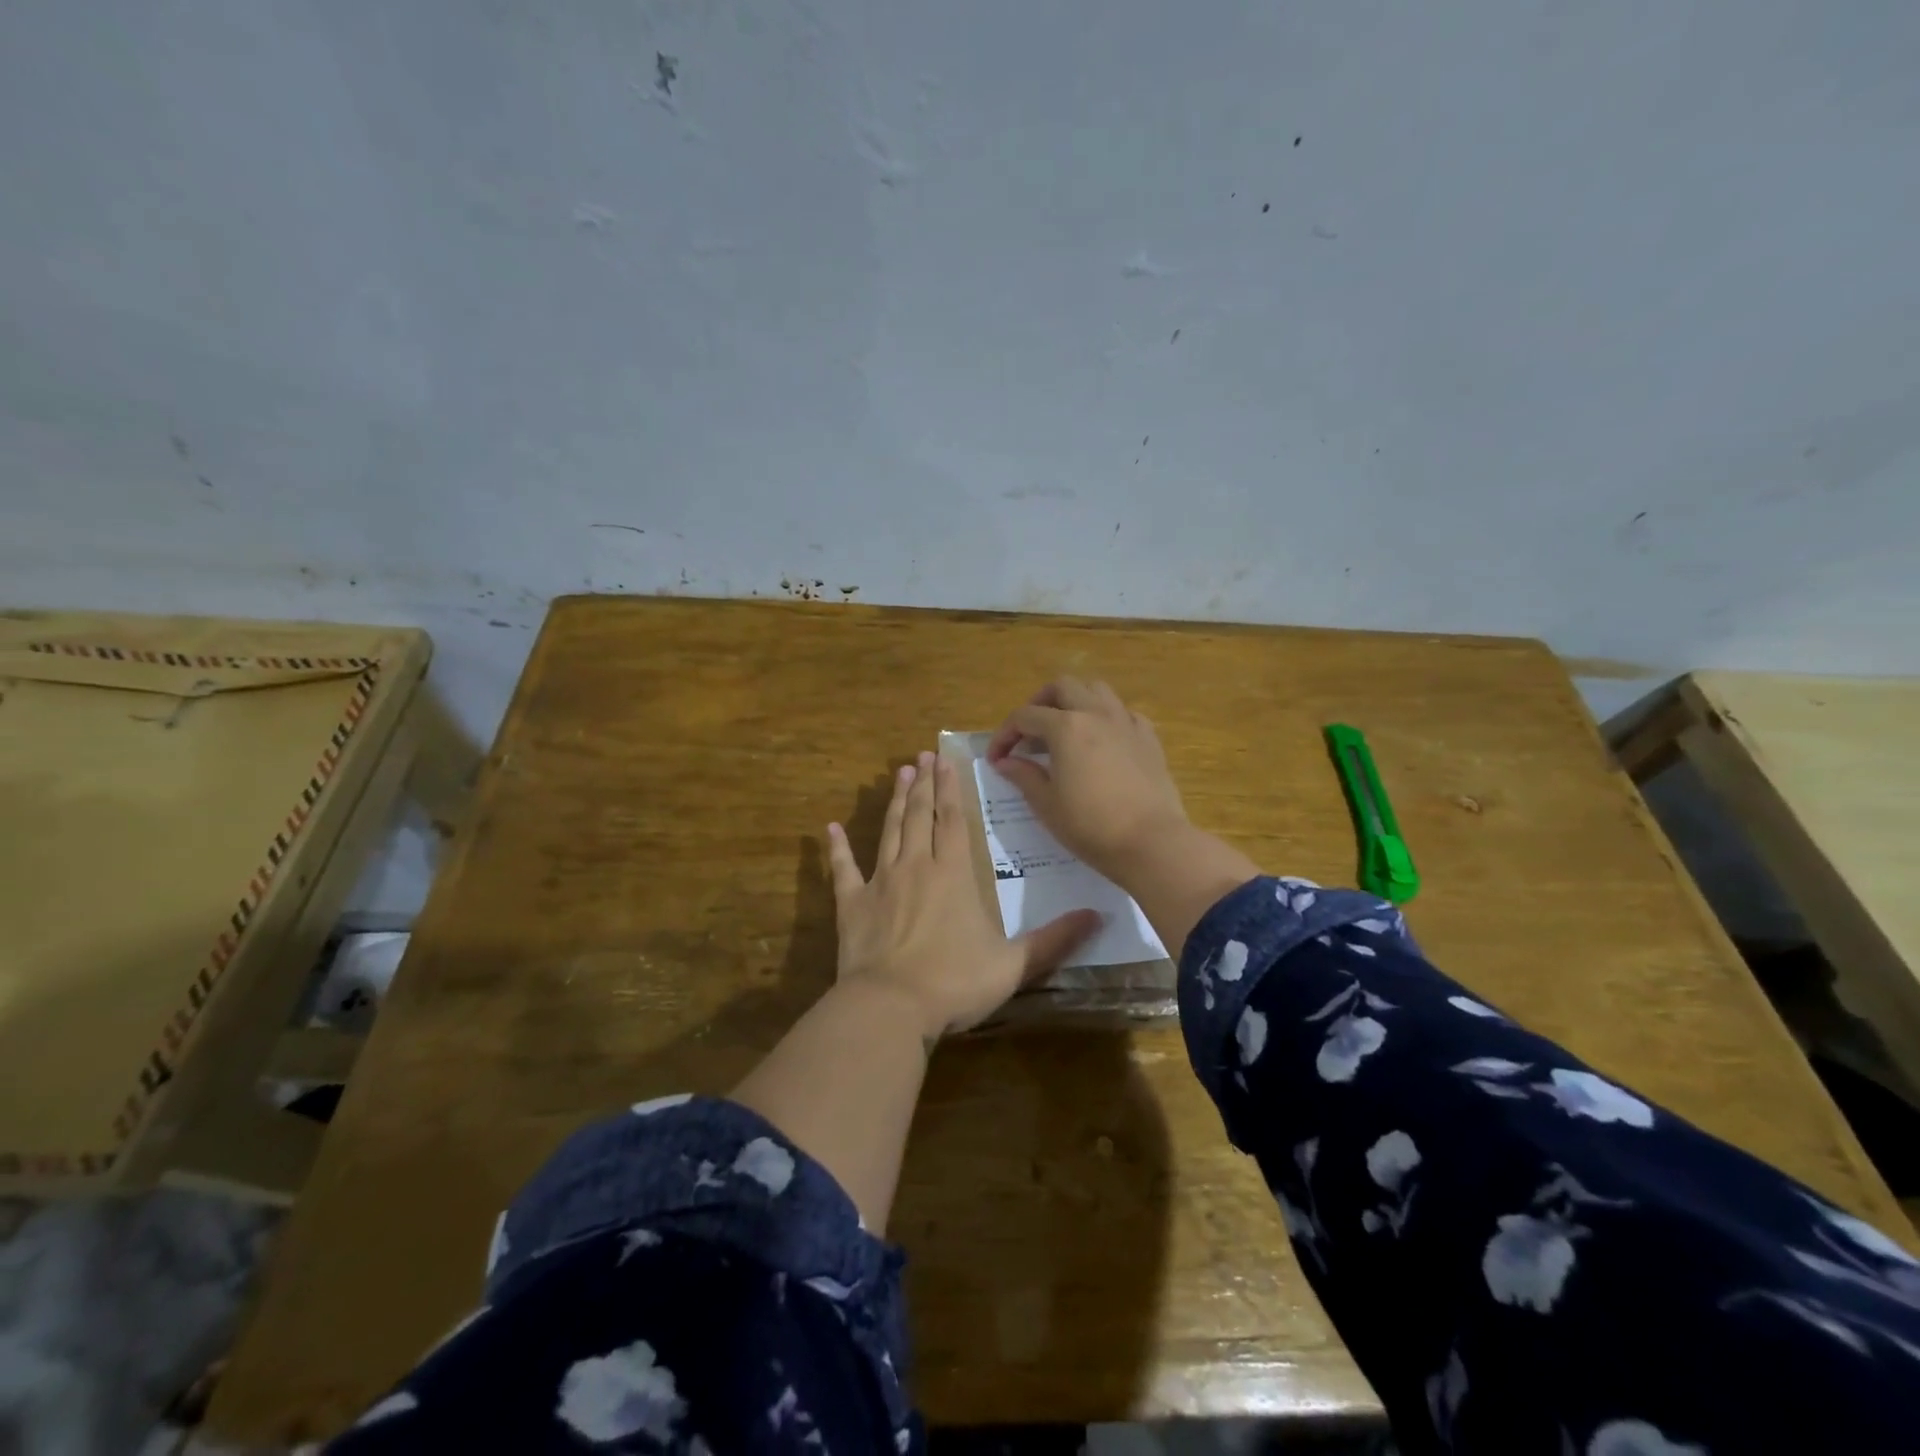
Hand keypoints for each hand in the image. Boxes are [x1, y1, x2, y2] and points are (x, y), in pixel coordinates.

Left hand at [826, 751, 1099, 1039]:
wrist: (891, 1006)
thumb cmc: (955, 983)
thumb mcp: (1014, 964)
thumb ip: (1055, 939)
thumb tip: (1098, 915)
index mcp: (953, 874)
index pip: (953, 819)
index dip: (950, 788)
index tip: (946, 760)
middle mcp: (916, 866)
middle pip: (920, 815)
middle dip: (923, 783)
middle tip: (921, 756)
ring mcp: (881, 882)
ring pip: (889, 831)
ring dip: (895, 802)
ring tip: (899, 774)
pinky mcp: (852, 904)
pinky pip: (843, 869)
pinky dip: (838, 848)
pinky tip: (831, 828)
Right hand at [985, 678, 1190, 883]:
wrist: (1152, 842)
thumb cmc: (1091, 826)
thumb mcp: (1047, 805)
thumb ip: (1024, 776)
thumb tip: (1006, 762)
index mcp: (1065, 727)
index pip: (1024, 717)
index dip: (1005, 735)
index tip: (997, 759)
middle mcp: (1096, 713)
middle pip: (1062, 687)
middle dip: (1039, 703)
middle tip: (1029, 733)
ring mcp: (1126, 723)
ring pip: (1096, 690)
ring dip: (1075, 702)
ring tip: (1065, 730)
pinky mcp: (1149, 738)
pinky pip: (1124, 713)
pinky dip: (1106, 719)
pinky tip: (1102, 742)